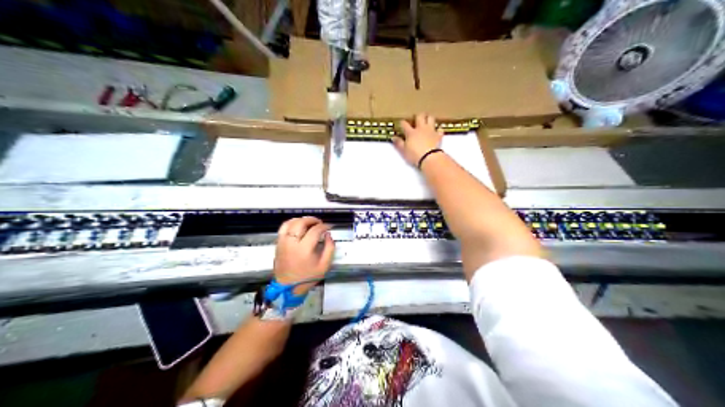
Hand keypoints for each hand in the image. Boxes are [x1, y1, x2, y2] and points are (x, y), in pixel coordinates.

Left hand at [274, 216, 335, 294]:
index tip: (329, 227)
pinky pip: (283, 227)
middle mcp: (292, 243)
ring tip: (309, 223)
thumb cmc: (307, 277)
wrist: (288, 287)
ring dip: (301, 220)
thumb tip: (328, 235)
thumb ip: (329, 249)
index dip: (324, 226)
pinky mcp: (278, 243)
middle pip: (301, 223)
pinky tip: (298, 225)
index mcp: (304, 249)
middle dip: (312, 220)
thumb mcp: (324, 266)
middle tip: (320, 223)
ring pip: (291, 223)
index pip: (315, 230)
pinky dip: (291, 223)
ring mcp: (283, 242)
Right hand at [394, 113, 445, 165]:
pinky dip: (438, 130)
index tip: (401, 123)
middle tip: (417, 118)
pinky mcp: (438, 135)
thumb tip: (393, 137)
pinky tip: (437, 131)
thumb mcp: (403, 151)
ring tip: (427, 120)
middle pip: (420, 116)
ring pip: (431, 118)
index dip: (402, 123)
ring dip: (429, 118)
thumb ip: (399, 143)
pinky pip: (439, 129)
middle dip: (418, 116)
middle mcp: (421, 128)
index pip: (404, 124)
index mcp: (411, 132)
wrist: (430, 158)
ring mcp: (431, 130)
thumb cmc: (414, 155)